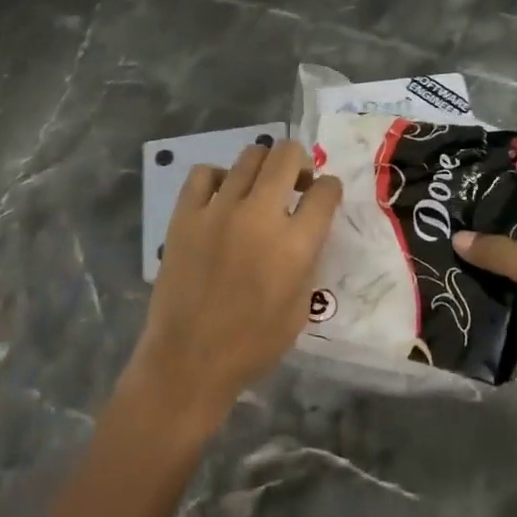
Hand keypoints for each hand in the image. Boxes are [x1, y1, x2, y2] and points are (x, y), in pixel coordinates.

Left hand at [126, 139, 342, 435]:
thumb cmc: (252, 344)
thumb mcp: (301, 307)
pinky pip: (204, 173)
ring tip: (260, 188)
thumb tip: (306, 228)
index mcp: (294, 245)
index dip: (331, 189)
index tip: (324, 196)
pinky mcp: (185, 215)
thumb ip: (308, 259)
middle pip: (287, 155)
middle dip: (300, 161)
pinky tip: (222, 196)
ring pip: (249, 156)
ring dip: (263, 167)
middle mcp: (259, 216)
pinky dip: (219, 177)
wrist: (188, 361)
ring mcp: (218, 210)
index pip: (325, 191)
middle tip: (296, 182)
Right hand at [453, 220, 516, 431]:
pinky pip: (507, 326)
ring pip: (506, 291)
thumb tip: (458, 237)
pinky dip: (486, 324)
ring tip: (433, 275)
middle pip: (512, 254)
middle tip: (433, 242)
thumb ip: (503, 254)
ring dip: (478, 287)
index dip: (496, 211)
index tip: (455, 208)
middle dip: (478, 251)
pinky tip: (452, 316)